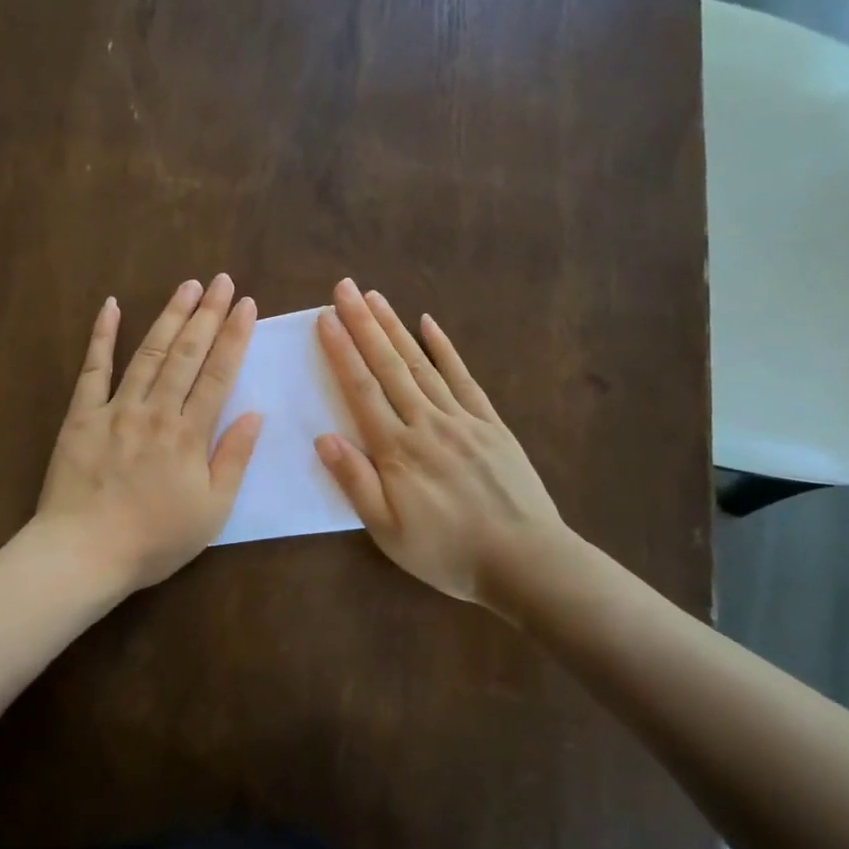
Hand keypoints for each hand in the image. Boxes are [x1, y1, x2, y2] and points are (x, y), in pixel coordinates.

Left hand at [35, 275, 262, 596]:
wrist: (84, 553)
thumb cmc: (154, 540)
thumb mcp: (211, 511)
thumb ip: (233, 459)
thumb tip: (255, 414)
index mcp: (189, 435)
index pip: (218, 375)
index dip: (234, 337)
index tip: (247, 306)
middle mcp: (155, 412)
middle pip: (186, 354)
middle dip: (208, 314)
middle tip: (223, 281)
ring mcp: (116, 409)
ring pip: (148, 352)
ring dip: (169, 316)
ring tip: (188, 285)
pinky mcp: (81, 415)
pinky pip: (93, 369)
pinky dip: (102, 335)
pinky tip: (111, 305)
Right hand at [313, 278, 574, 608]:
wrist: (525, 561)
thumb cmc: (447, 552)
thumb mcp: (388, 531)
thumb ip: (355, 482)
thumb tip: (323, 438)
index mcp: (397, 450)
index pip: (361, 389)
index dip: (341, 351)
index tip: (325, 317)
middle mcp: (426, 422)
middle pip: (388, 365)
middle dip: (363, 324)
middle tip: (344, 287)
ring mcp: (462, 419)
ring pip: (421, 364)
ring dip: (395, 327)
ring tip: (374, 296)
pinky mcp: (490, 423)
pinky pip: (464, 378)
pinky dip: (445, 348)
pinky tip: (429, 324)